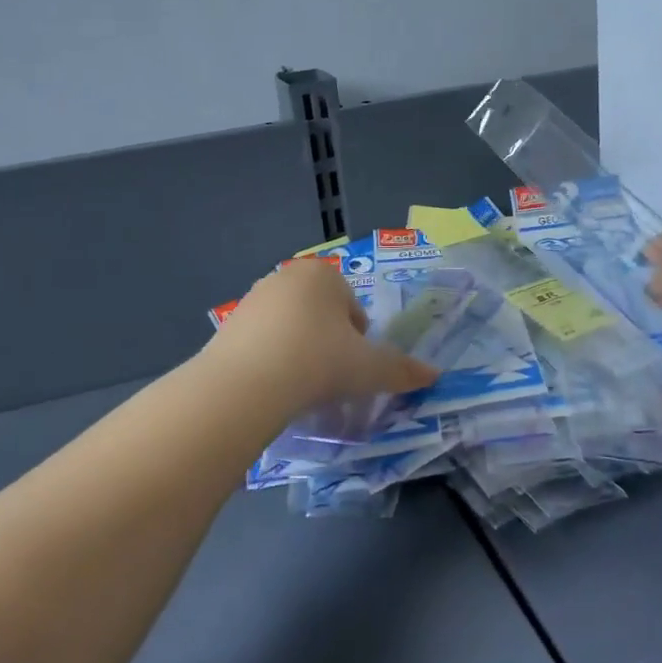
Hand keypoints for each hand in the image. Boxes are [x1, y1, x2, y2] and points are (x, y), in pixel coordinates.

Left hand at [204, 258, 438, 416]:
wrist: (246, 384)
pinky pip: (262, 343)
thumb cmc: (319, 362)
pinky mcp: (227, 326)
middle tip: (330, 378)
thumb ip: (402, 370)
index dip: (359, 340)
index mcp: (323, 275)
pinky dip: (271, 361)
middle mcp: (286, 277)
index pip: (353, 307)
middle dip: (328, 344)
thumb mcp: (370, 369)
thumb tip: (434, 375)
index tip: (353, 367)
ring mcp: (253, 300)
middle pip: (321, 315)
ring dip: (300, 352)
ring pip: (291, 329)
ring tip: (301, 387)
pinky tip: (273, 387)